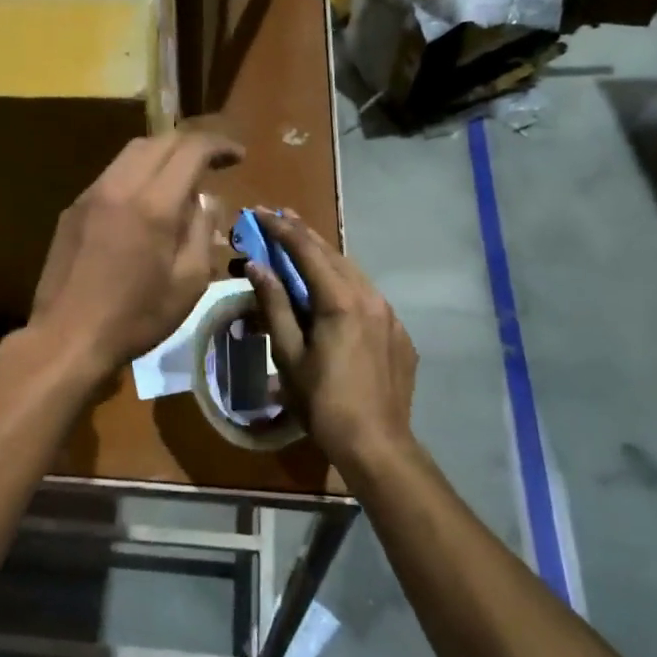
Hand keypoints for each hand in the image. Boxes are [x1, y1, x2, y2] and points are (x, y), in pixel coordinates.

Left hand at [30, 132, 244, 379]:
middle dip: (190, 144)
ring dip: (161, 156)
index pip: (190, 150)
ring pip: (130, 154)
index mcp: (153, 204)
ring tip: (181, 179)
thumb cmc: (136, 317)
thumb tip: (205, 199)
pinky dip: (136, 175)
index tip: (238, 156)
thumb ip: (201, 231)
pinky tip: (144, 203)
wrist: (67, 337)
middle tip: (213, 163)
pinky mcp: (72, 209)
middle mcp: (119, 186)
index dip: (219, 146)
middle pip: (159, 141)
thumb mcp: (188, 282)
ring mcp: (90, 195)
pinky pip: (110, 176)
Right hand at [246, 210, 417, 469]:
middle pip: (333, 254)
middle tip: (278, 217)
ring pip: (353, 273)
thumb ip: (274, 305)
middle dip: (303, 234)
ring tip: (301, 246)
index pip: (307, 251)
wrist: (377, 444)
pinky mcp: (399, 333)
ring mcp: (390, 315)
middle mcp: (370, 297)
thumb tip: (257, 266)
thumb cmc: (323, 403)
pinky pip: (368, 297)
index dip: (281, 229)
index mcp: (341, 301)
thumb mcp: (289, 355)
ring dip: (325, 257)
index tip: (260, 212)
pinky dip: (345, 284)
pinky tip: (333, 292)